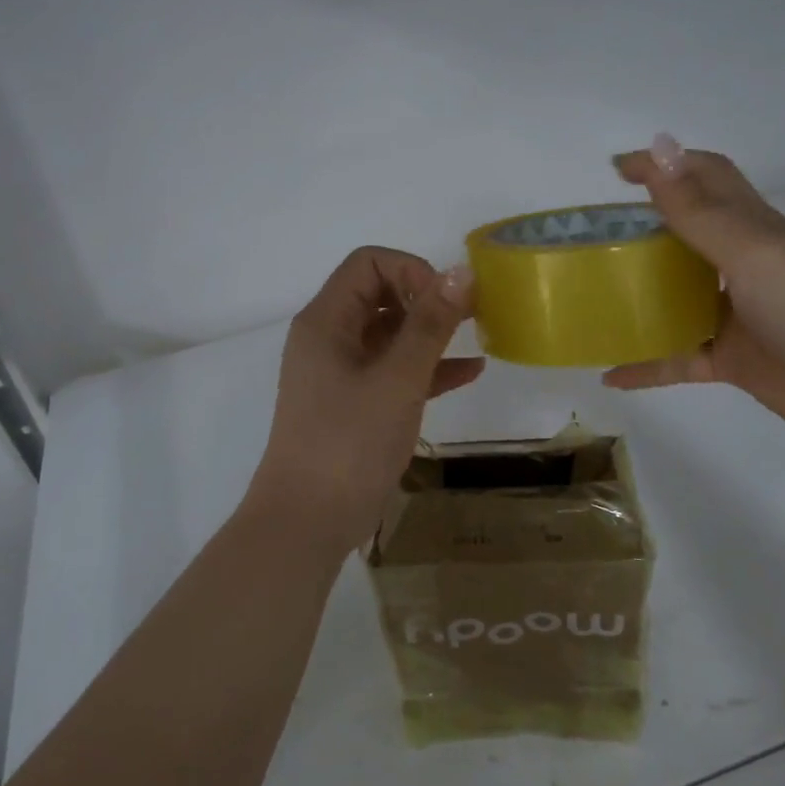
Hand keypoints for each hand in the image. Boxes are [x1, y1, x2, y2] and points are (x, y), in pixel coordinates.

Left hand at [247, 247, 484, 556]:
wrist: (308, 522)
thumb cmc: (349, 443)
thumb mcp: (398, 380)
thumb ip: (430, 324)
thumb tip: (460, 271)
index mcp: (326, 321)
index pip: (368, 263)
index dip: (411, 270)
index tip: (445, 302)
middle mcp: (329, 338)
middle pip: (379, 294)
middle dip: (426, 299)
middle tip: (470, 316)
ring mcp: (340, 373)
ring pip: (389, 334)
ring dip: (430, 332)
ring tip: (476, 337)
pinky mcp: (354, 403)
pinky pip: (393, 370)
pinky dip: (426, 367)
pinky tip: (469, 372)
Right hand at [604, 134, 784, 444]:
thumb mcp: (750, 251)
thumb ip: (697, 209)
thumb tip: (659, 146)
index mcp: (750, 227)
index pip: (705, 178)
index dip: (665, 165)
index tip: (616, 171)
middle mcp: (740, 264)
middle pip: (684, 235)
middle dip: (640, 229)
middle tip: (592, 239)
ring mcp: (734, 314)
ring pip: (675, 298)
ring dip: (638, 296)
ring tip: (593, 298)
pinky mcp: (730, 359)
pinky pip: (676, 358)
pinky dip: (644, 365)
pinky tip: (610, 373)